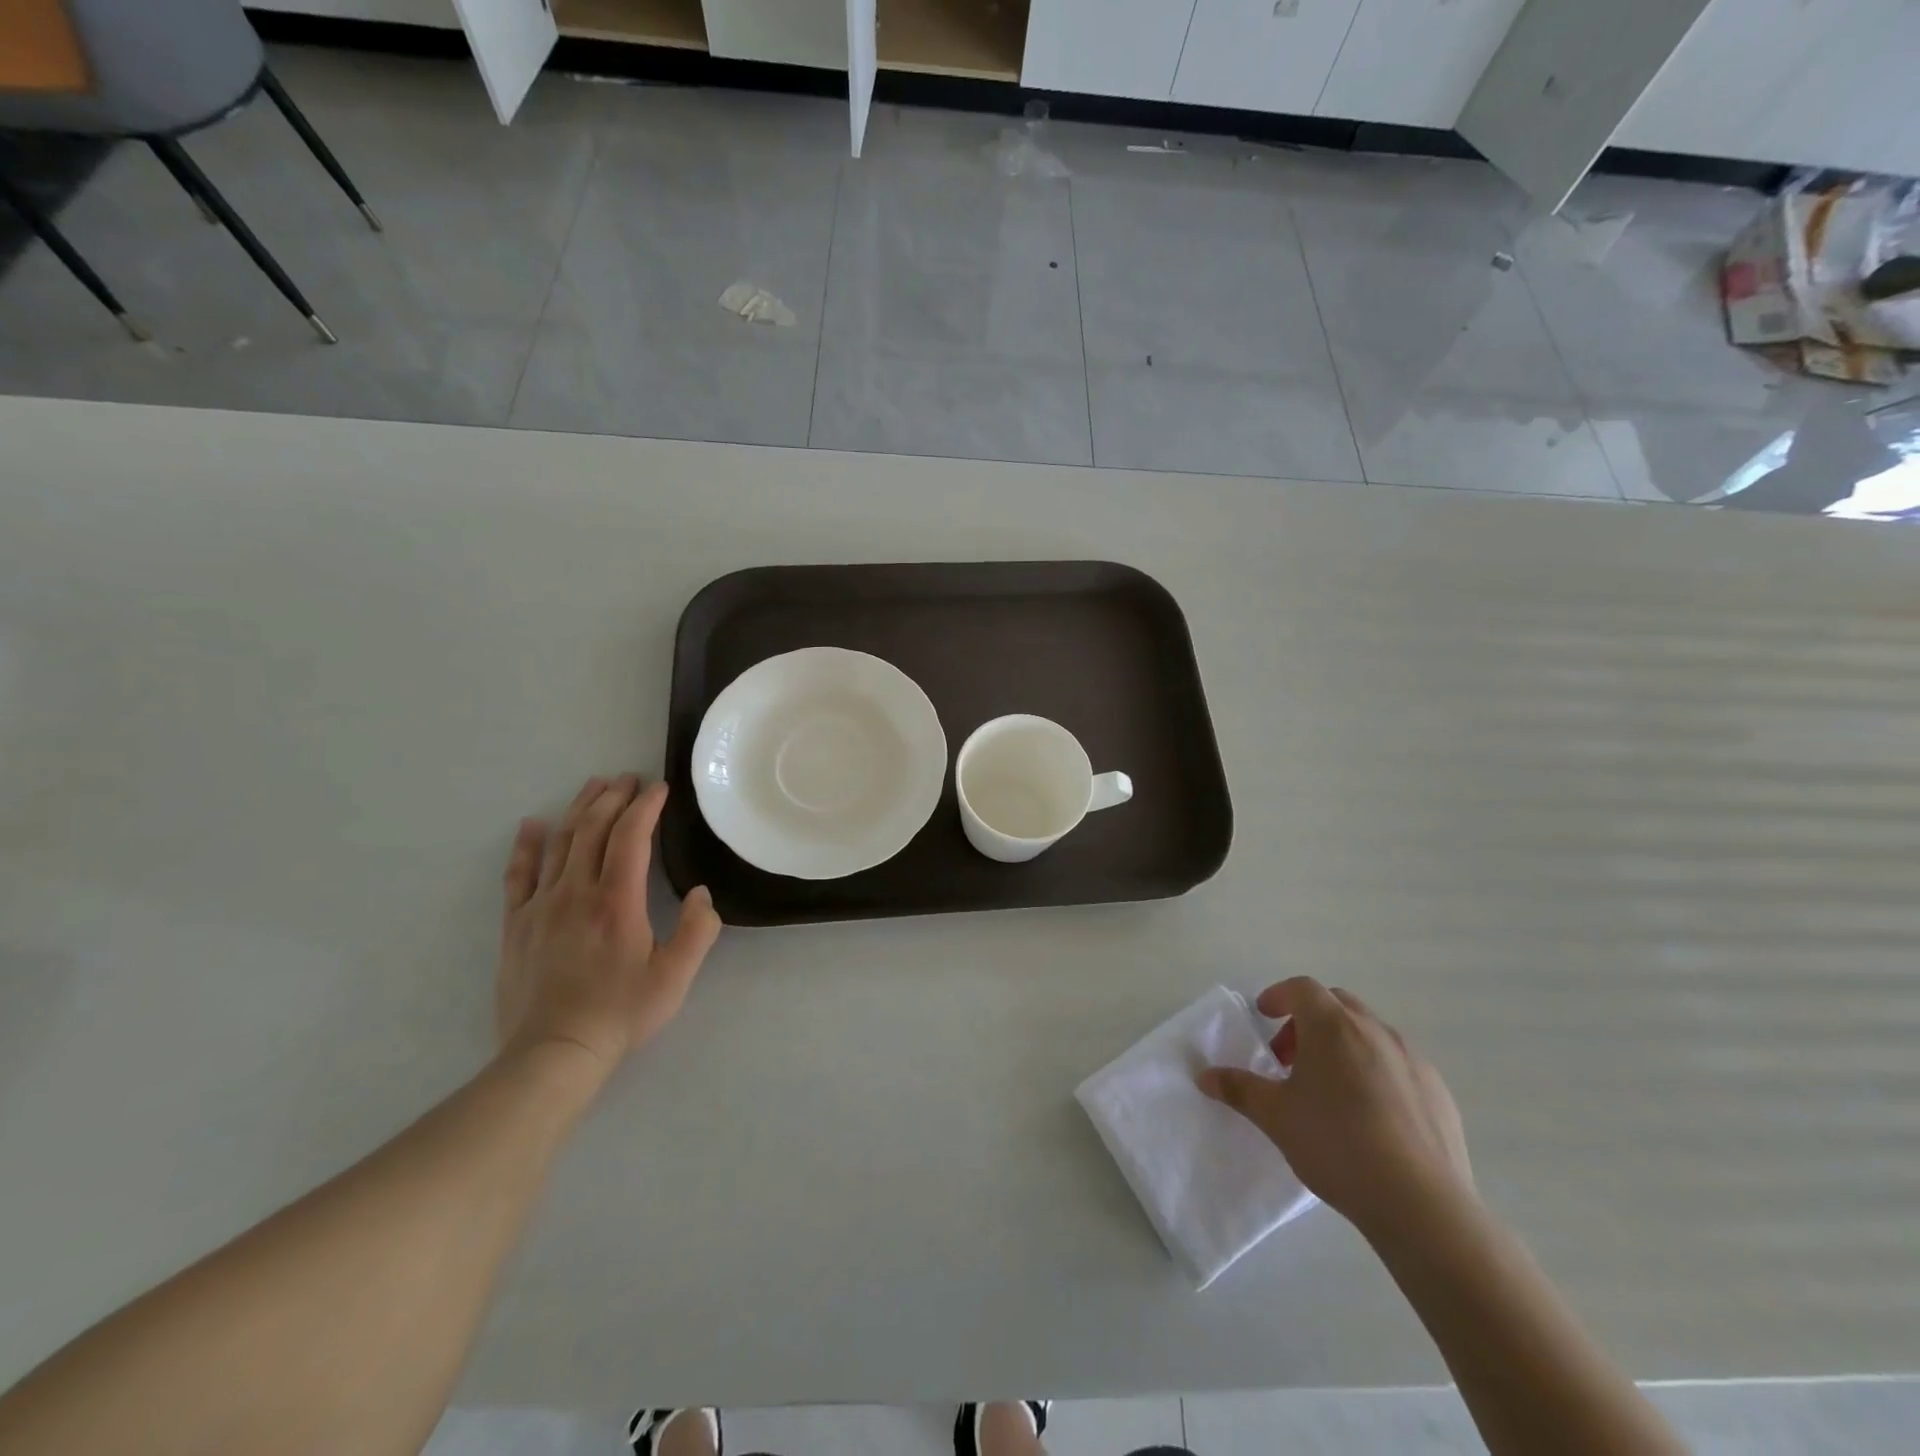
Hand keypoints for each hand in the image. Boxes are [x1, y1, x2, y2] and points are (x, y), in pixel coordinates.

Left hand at [495, 774, 722, 1080]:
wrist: (553, 1053)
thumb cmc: (621, 1013)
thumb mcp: (676, 976)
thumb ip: (698, 930)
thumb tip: (702, 893)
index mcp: (617, 901)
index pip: (631, 836)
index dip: (646, 806)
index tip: (659, 788)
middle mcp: (576, 892)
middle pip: (593, 829)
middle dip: (613, 797)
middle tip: (629, 778)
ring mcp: (541, 905)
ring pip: (560, 842)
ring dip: (579, 809)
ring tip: (593, 786)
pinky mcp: (516, 924)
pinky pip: (519, 874)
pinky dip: (527, 845)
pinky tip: (532, 825)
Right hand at [1199, 977, 1473, 1245]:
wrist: (1421, 1205)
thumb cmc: (1336, 1144)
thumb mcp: (1275, 1116)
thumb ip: (1238, 1089)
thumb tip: (1204, 1075)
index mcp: (1333, 1026)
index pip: (1302, 988)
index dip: (1278, 996)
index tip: (1263, 1016)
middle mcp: (1375, 1030)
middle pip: (1337, 1004)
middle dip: (1309, 1020)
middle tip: (1290, 1057)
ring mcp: (1413, 1060)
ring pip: (1370, 1033)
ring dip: (1344, 1045)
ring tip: (1329, 1088)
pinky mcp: (1439, 1092)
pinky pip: (1399, 1065)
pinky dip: (1377, 1072)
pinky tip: (1370, 1116)